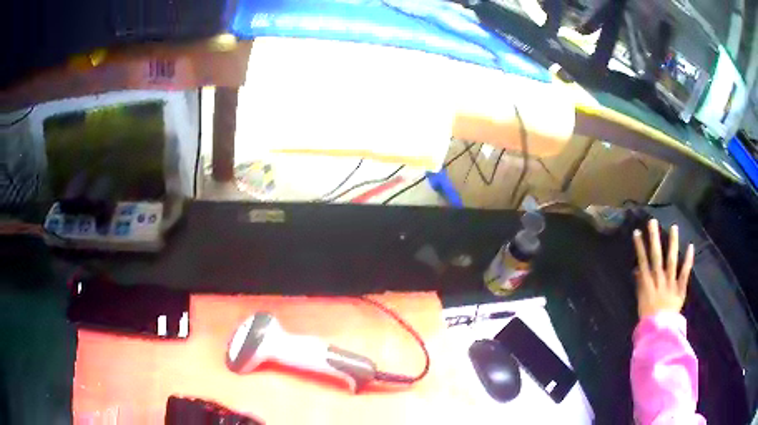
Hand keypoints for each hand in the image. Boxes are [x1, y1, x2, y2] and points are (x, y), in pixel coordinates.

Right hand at [632, 219, 694, 318]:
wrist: (659, 332)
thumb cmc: (647, 318)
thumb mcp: (640, 302)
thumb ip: (640, 285)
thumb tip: (637, 270)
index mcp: (648, 284)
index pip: (643, 262)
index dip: (639, 247)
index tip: (637, 233)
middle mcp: (659, 280)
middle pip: (656, 257)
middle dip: (654, 239)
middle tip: (652, 222)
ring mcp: (671, 283)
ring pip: (671, 260)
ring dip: (672, 243)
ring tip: (673, 227)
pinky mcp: (680, 288)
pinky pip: (685, 273)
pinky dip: (688, 260)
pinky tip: (690, 246)